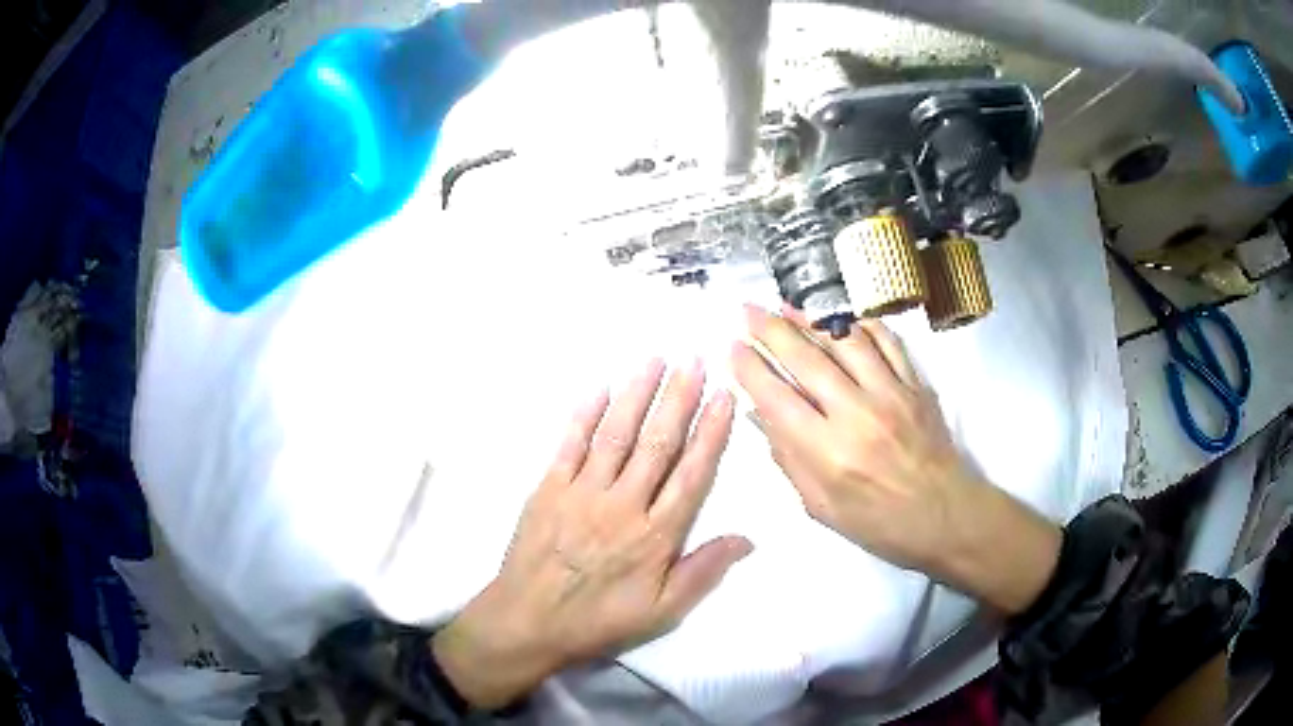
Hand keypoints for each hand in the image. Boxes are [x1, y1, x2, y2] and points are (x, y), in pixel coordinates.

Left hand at [433, 359, 750, 708]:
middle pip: (657, 443)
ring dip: (637, 395)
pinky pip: (569, 444)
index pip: (691, 474)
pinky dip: (584, 414)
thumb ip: (703, 572)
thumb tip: (748, 538)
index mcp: (655, 535)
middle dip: (678, 398)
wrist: (528, 620)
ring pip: (616, 434)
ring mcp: (582, 492)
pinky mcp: (548, 488)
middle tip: (694, 360)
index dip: (711, 433)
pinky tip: (599, 388)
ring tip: (655, 360)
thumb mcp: (662, 611)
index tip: (724, 398)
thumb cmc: (599, 619)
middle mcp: (623, 504)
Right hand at [731, 304, 1059, 613]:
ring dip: (811, 319)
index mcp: (828, 453)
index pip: (776, 398)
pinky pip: (887, 342)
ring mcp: (891, 393)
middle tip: (748, 310)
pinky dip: (862, 324)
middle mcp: (857, 414)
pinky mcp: (916, 384)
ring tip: (787, 306)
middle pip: (806, 359)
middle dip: (771, 329)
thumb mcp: (821, 508)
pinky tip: (843, 318)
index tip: (733, 348)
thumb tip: (760, 415)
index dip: (750, 368)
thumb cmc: (879, 523)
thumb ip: (789, 460)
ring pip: (845, 341)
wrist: (946, 516)